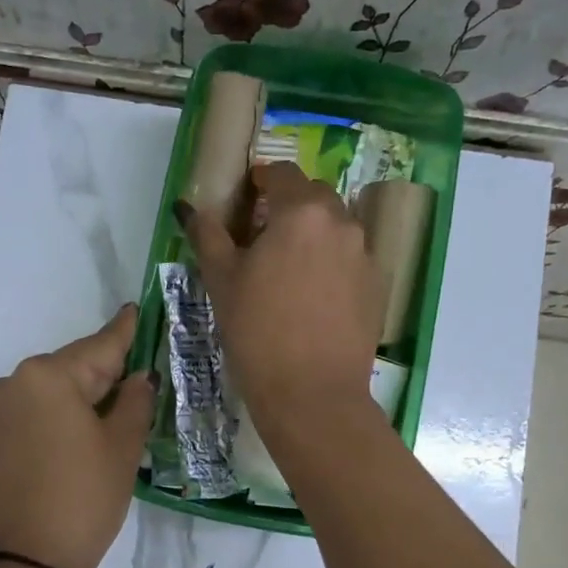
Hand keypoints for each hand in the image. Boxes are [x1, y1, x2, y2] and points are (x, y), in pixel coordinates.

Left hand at [0, 304, 155, 567]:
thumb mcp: (122, 447)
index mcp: (49, 375)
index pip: (100, 345)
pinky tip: (82, 434)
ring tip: (116, 413)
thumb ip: (135, 401)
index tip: (137, 308)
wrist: (24, 564)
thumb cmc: (83, 498)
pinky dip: (61, 416)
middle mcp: (16, 382)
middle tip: (141, 377)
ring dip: (84, 397)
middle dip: (107, 372)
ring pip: (53, 392)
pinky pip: (35, 413)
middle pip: (74, 367)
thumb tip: (139, 377)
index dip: (126, 330)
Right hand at [178, 161, 383, 440]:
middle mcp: (341, 223)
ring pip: (335, 228)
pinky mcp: (377, 287)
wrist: (312, 393)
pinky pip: (350, 259)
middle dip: (289, 204)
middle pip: (314, 196)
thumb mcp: (222, 281)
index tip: (247, 195)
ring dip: (312, 233)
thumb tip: (190, 208)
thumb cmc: (257, 332)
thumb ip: (208, 235)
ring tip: (288, 267)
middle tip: (263, 234)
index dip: (262, 178)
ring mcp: (365, 255)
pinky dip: (331, 263)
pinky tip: (312, 296)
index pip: (282, 173)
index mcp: (301, 212)